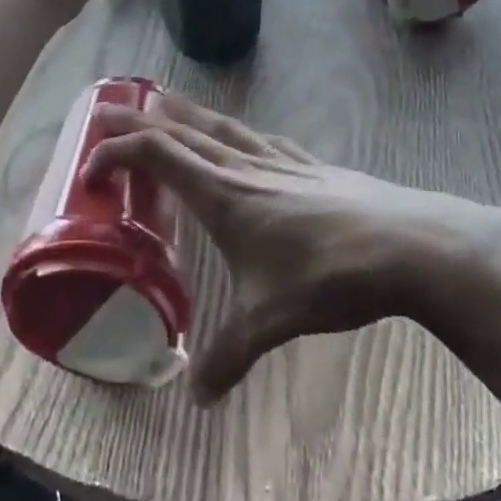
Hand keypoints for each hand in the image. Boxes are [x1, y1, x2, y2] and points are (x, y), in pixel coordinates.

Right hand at [85, 93, 500, 402]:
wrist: (409, 245)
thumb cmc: (329, 276)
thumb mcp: (271, 321)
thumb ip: (229, 356)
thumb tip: (198, 398)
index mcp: (224, 194)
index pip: (157, 155)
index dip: (118, 153)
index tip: (91, 171)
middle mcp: (246, 166)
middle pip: (182, 130)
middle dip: (140, 120)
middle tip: (107, 112)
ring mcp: (282, 160)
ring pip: (222, 126)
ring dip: (187, 114)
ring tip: (165, 101)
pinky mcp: (313, 164)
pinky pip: (261, 137)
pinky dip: (236, 131)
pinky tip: (245, 138)